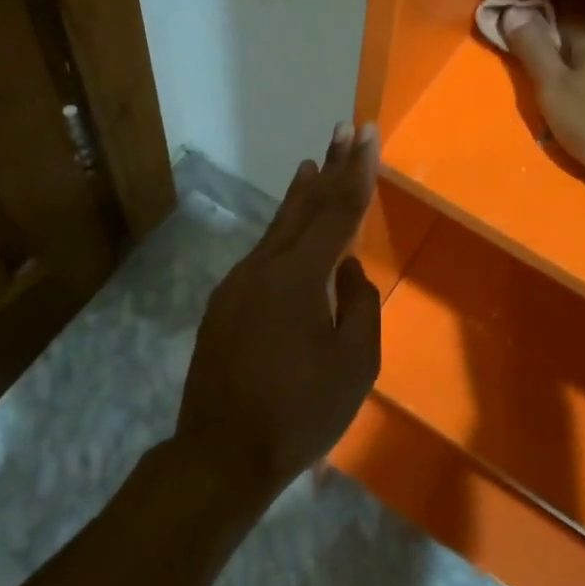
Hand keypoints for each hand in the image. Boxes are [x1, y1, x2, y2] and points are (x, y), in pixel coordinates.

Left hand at [175, 124, 382, 506]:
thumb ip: (360, 306)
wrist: (219, 456)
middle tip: (343, 129)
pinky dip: (283, 230)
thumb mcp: (354, 365)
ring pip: (278, 227)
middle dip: (328, 167)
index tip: (365, 134)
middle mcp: (264, 267)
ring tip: (313, 164)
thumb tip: (348, 271)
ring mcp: (239, 283)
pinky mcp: (224, 303)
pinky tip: (290, 230)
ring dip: (301, 194)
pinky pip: (264, 254)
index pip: (337, 211)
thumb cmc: (298, 413)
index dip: (356, 170)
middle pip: (304, 206)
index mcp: (299, 277)